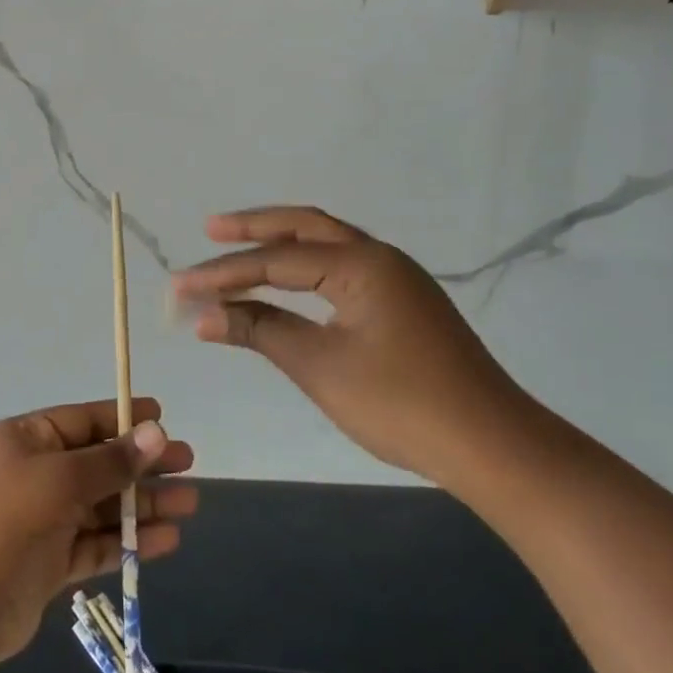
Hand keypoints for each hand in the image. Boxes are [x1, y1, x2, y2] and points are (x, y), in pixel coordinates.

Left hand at [0, 399, 196, 668]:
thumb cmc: (8, 521)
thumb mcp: (62, 480)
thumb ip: (112, 461)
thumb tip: (157, 432)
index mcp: (28, 440)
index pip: (83, 420)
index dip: (123, 418)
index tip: (163, 416)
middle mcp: (36, 473)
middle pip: (99, 462)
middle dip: (143, 464)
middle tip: (189, 463)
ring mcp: (44, 518)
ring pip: (103, 504)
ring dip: (143, 504)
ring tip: (189, 504)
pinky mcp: (52, 561)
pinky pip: (98, 542)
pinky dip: (129, 540)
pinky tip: (167, 539)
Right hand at [173, 207, 530, 482]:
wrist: (492, 446)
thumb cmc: (401, 405)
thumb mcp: (321, 367)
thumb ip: (260, 331)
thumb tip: (203, 315)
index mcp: (361, 265)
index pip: (276, 260)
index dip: (224, 273)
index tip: (180, 287)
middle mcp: (379, 257)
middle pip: (305, 227)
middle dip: (254, 228)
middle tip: (209, 229)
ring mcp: (397, 278)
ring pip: (326, 244)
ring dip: (281, 244)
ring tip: (238, 245)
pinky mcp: (403, 302)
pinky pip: (342, 268)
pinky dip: (306, 268)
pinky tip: (288, 280)